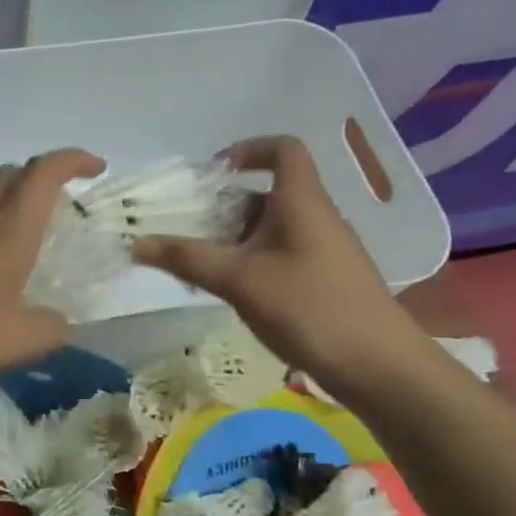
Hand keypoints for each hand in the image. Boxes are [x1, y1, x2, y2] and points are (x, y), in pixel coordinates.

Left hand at [0, 149, 105, 384]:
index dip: (72, 161)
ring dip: (17, 210)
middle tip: (66, 201)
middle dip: (43, 176)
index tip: (97, 167)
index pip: (42, 175)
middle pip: (10, 177)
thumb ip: (52, 329)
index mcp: (9, 233)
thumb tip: (60, 323)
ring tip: (38, 248)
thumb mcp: (20, 339)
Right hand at [132, 136, 426, 397]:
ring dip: (236, 237)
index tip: (214, 174)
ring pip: (273, 227)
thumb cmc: (309, 307)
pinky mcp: (326, 278)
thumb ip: (187, 258)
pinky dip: (253, 260)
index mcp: (301, 201)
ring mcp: (325, 249)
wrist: (379, 366)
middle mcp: (317, 216)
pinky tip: (234, 291)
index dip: (248, 149)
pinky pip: (283, 253)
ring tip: (202, 264)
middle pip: (269, 193)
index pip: (283, 149)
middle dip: (226, 206)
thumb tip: (136, 243)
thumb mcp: (239, 280)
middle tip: (190, 228)